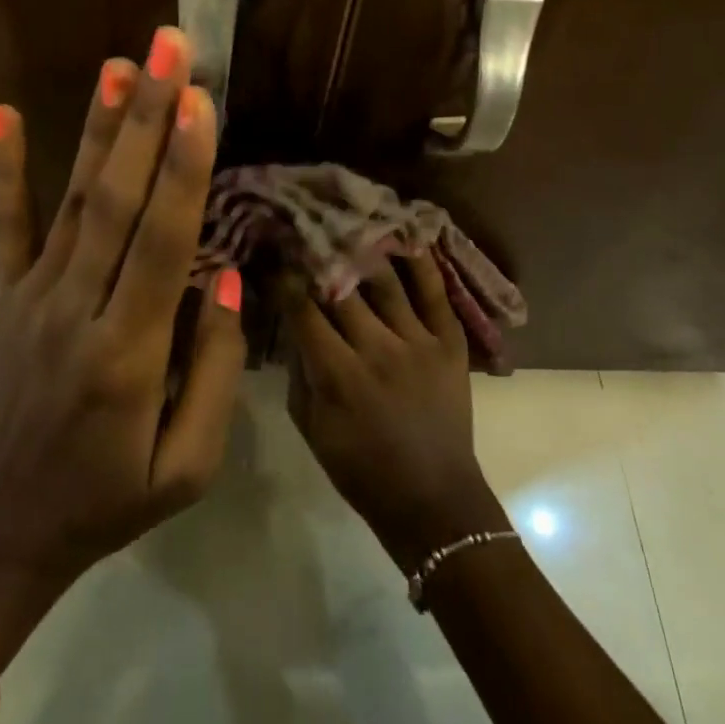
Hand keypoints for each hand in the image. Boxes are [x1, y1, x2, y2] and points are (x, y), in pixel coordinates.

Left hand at [0, 28, 245, 675]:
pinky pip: (6, 223)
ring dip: (99, 126)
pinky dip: (4, 165)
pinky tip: (1, 110)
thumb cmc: (108, 503)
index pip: (161, 240)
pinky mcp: (4, 297)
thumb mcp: (187, 467)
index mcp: (127, 354)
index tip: (199, 100)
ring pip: (73, 198)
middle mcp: (76, 309)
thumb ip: (214, 368)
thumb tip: (224, 271)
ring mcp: (32, 296)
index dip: (183, 166)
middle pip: (118, 199)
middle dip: (147, 116)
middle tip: (168, 48)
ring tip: (119, 62)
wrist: (0, 536)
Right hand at [285, 254, 507, 572]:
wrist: (434, 500)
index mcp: (339, 375)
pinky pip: (435, 292)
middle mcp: (378, 349)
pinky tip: (405, 236)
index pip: (303, 310)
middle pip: (342, 287)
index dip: (285, 279)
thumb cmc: (362, 470)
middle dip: (319, 255)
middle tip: (305, 228)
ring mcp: (418, 341)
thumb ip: (299, 372)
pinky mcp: (450, 342)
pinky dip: (421, 262)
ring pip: (385, 280)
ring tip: (347, 222)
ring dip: (363, 249)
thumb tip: (291, 323)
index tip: (274, 255)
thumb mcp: (312, 428)